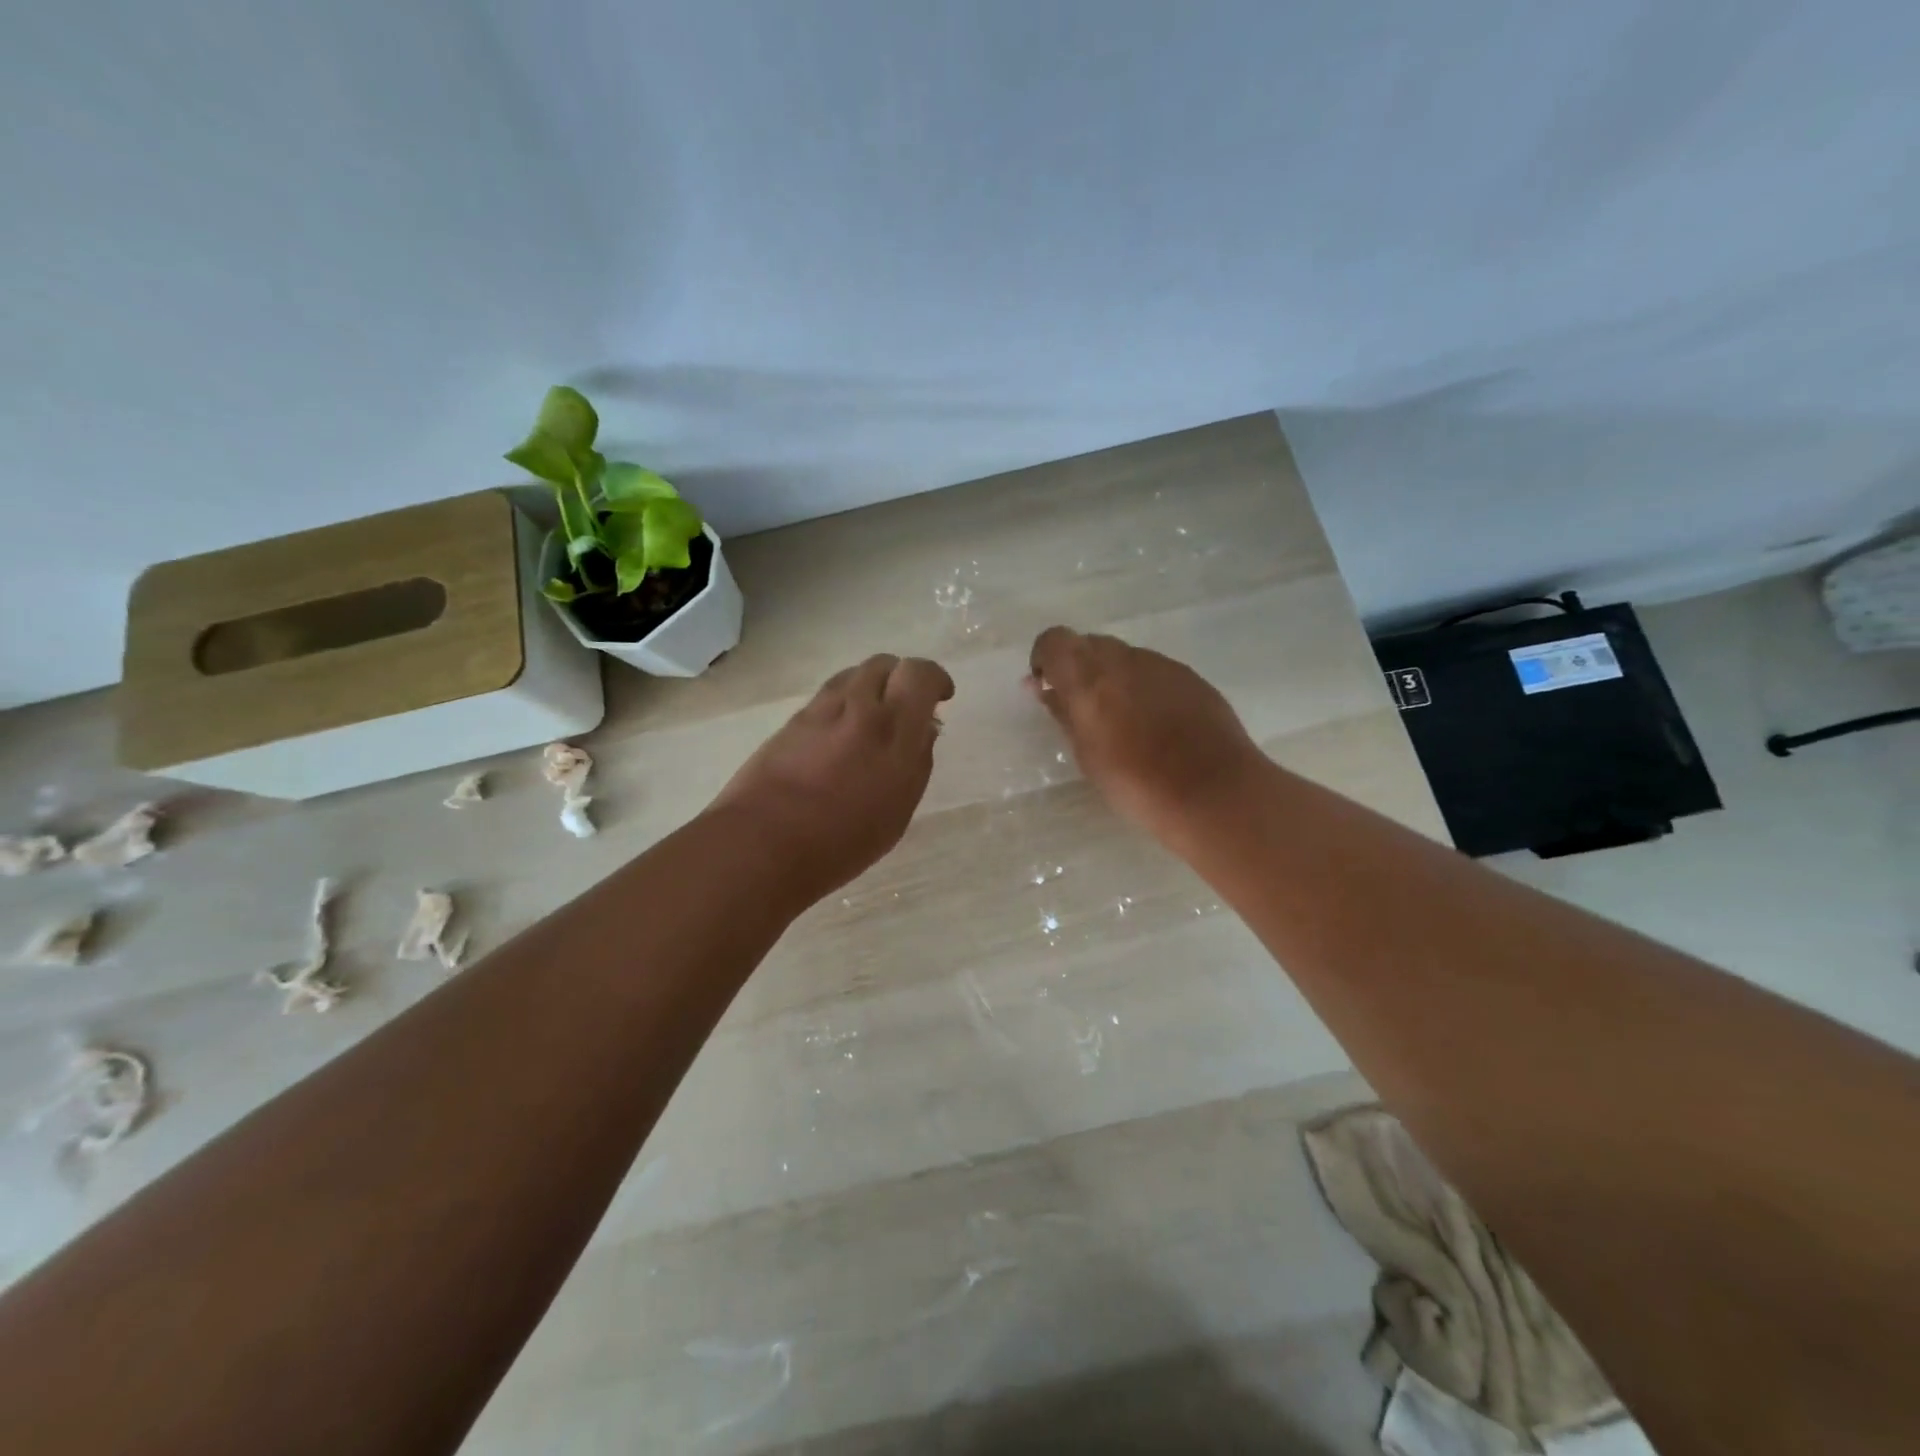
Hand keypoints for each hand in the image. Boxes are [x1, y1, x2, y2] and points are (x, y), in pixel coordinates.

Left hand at [712, 654, 954, 899]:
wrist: (763, 843)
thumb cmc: (842, 840)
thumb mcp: (898, 810)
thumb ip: (917, 762)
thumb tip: (925, 729)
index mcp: (893, 730)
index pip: (920, 674)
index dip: (935, 679)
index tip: (942, 697)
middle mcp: (858, 708)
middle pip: (884, 663)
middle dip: (901, 677)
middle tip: (905, 705)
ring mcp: (820, 710)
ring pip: (852, 674)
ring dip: (870, 686)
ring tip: (872, 717)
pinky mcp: (791, 720)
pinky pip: (827, 695)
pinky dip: (843, 701)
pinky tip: (840, 733)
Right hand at [1027, 626, 1262, 843]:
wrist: (1213, 793)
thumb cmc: (1136, 783)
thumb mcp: (1086, 754)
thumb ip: (1064, 713)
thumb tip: (1044, 689)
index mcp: (1088, 677)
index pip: (1054, 640)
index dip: (1045, 659)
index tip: (1047, 687)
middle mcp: (1124, 659)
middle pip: (1089, 644)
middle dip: (1079, 669)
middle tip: (1082, 709)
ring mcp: (1161, 664)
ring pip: (1125, 657)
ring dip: (1114, 678)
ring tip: (1123, 722)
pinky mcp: (1191, 677)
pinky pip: (1155, 672)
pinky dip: (1144, 688)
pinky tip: (1157, 725)